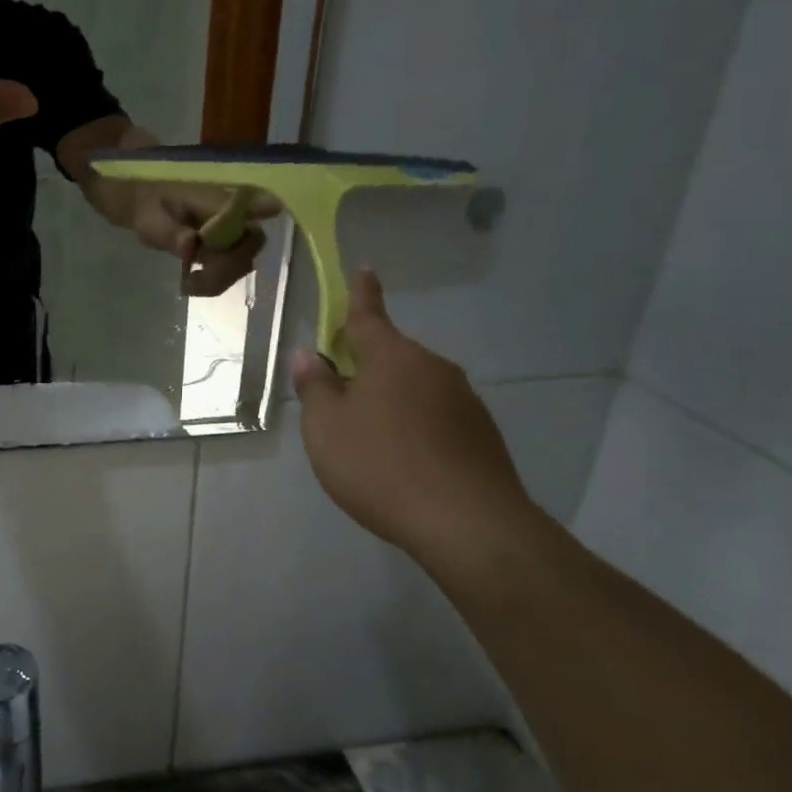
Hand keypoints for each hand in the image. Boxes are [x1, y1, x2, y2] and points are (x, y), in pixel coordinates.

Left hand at [133, 189, 271, 296]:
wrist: (145, 210)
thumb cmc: (149, 208)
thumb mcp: (152, 221)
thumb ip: (170, 232)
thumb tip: (190, 244)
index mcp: (218, 201)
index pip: (253, 202)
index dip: (265, 209)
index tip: (270, 214)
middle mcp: (234, 215)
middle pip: (252, 243)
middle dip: (228, 266)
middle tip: (196, 278)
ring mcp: (232, 233)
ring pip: (243, 262)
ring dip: (219, 278)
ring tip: (188, 283)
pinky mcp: (226, 249)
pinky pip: (231, 270)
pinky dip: (214, 282)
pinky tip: (191, 282)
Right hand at [291, 268, 539, 567]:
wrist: (466, 523)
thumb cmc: (380, 466)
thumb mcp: (326, 428)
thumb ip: (316, 388)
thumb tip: (310, 356)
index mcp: (391, 357)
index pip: (368, 316)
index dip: (361, 293)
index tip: (365, 269)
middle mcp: (432, 368)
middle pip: (391, 356)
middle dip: (366, 366)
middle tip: (341, 398)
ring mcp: (463, 400)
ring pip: (414, 388)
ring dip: (390, 400)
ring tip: (370, 442)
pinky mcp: (482, 433)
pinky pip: (436, 417)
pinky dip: (415, 427)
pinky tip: (403, 462)